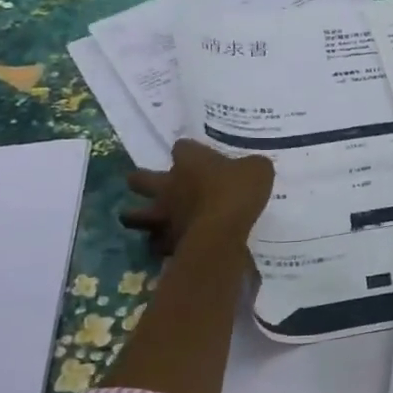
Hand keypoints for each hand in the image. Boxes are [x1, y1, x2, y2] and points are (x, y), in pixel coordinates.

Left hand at [122, 140, 273, 253]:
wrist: (220, 233)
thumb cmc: (236, 193)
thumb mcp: (258, 170)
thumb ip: (252, 166)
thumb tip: (253, 166)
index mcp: (189, 161)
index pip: (182, 146)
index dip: (189, 151)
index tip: (199, 157)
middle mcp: (168, 185)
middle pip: (139, 179)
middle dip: (142, 181)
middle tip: (153, 185)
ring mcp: (163, 215)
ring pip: (135, 215)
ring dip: (139, 216)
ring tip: (149, 220)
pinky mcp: (165, 242)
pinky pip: (156, 243)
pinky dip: (161, 244)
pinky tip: (171, 245)